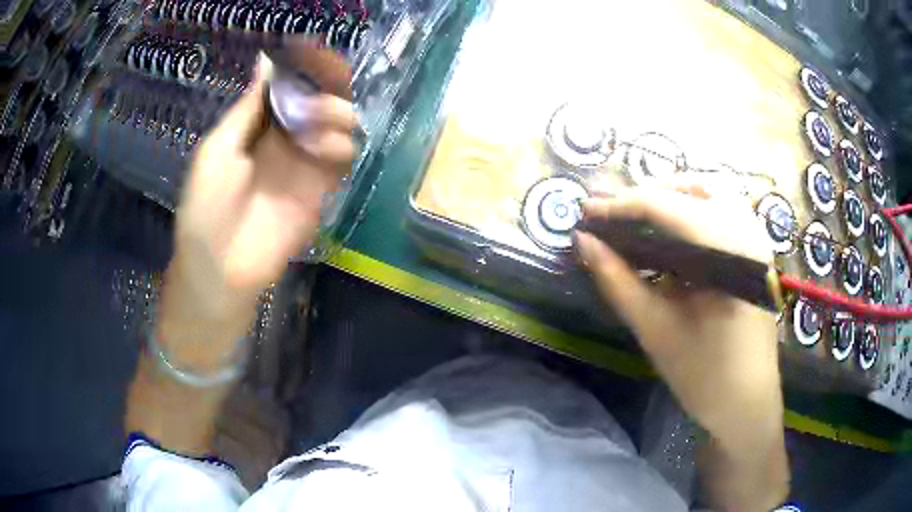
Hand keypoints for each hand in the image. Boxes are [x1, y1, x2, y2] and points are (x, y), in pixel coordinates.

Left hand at [159, 55, 355, 367]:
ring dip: (334, 114)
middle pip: (320, 97)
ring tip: (315, 126)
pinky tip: (322, 151)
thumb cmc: (207, 206)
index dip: (303, 65)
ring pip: (340, 122)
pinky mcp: (321, 189)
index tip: (311, 52)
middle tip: (323, 87)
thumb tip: (266, 60)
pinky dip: (339, 146)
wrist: (221, 267)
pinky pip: (344, 156)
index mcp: (258, 123)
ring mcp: (305, 162)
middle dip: (326, 85)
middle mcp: (285, 136)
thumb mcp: (217, 149)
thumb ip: (247, 108)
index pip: (290, 83)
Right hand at [575, 185, 782, 445]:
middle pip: (693, 187)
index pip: (667, 208)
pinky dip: (693, 211)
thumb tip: (583, 241)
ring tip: (640, 216)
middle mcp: (747, 232)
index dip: (621, 205)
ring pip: (711, 192)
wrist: (746, 405)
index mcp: (727, 252)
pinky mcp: (756, 252)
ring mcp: (756, 239)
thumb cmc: (704, 376)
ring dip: (673, 197)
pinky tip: (673, 234)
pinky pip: (723, 212)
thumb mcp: (656, 329)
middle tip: (613, 213)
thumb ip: (618, 280)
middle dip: (649, 193)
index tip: (585, 211)